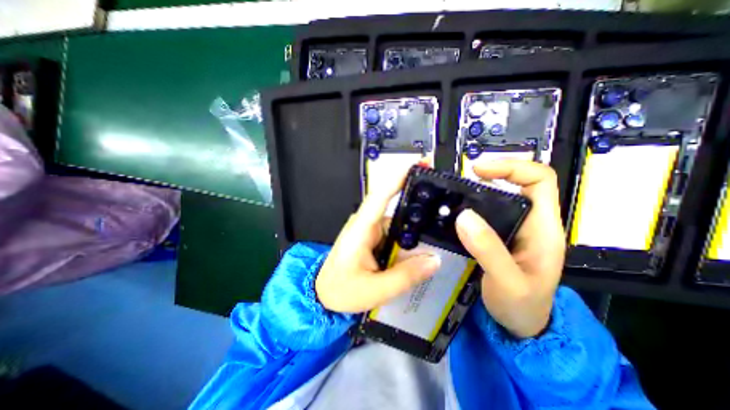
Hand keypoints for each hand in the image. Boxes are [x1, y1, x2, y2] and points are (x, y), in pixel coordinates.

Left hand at [317, 167, 442, 313]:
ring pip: (398, 221)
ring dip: (415, 226)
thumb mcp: (375, 289)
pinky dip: (408, 236)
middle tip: (446, 207)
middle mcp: (366, 222)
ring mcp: (370, 229)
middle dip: (419, 205)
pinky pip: (395, 231)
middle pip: (395, 206)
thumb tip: (434, 260)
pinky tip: (422, 246)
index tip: (420, 164)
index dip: (400, 177)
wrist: (323, 294)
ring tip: (439, 234)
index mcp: (361, 229)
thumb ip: (405, 276)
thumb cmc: (341, 290)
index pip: (380, 195)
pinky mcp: (373, 236)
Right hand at [455, 158, 562, 337]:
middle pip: (516, 184)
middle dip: (490, 176)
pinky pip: (484, 214)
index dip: (512, 167)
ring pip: (498, 199)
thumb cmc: (523, 306)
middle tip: (460, 182)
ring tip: (453, 194)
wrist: (520, 327)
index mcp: (543, 227)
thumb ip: (488, 250)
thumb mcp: (508, 282)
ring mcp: (512, 229)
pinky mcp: (497, 236)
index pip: (539, 180)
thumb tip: (463, 216)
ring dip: (476, 192)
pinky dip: (469, 208)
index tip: (478, 170)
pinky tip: (454, 213)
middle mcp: (529, 222)